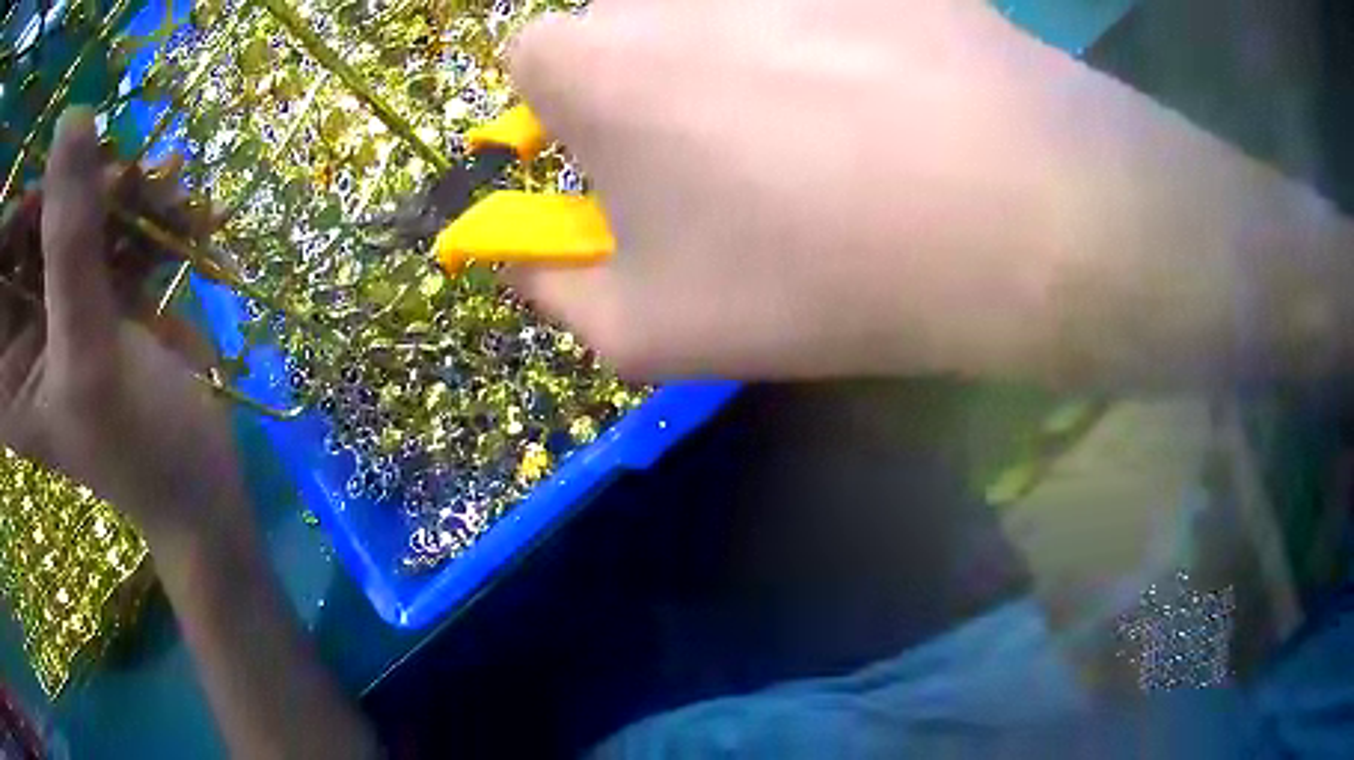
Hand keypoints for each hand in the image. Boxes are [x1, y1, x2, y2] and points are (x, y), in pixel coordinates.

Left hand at [0, 107, 247, 549]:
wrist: (198, 478)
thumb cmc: (138, 448)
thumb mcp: (89, 355)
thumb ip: (68, 241)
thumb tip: (70, 116)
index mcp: (3, 363)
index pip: (2, 266)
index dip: (16, 213)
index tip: (43, 186)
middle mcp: (18, 322)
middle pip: (28, 219)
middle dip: (68, 185)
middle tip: (117, 179)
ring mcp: (52, 298)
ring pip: (66, 202)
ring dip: (116, 188)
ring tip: (164, 194)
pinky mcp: (88, 283)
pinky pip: (104, 216)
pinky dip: (143, 206)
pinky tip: (182, 211)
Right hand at [507, 0, 1073, 380]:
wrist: (1008, 216)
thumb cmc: (807, 275)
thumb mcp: (649, 331)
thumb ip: (555, 292)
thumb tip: (525, 261)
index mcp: (588, 61)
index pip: (531, 67)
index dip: (569, 118)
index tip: (622, 163)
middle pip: (632, 32)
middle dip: (656, 88)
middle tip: (742, 158)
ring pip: (725, 14)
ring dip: (752, 61)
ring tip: (837, 134)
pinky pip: (827, 8)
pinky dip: (844, 40)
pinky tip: (901, 98)